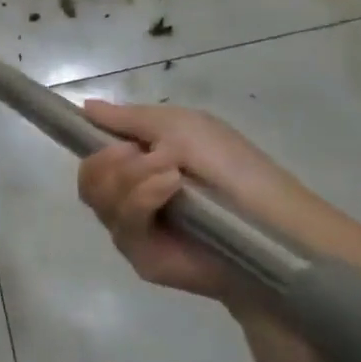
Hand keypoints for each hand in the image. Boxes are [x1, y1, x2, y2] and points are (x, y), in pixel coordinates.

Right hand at [75, 101, 309, 303]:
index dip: (87, 140)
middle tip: (136, 152)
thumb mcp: (182, 126)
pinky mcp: (139, 254)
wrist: (275, 223)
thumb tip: (85, 107)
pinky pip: (119, 223)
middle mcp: (129, 196)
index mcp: (139, 166)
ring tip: (170, 173)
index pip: (94, 154)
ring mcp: (132, 227)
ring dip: (129, 176)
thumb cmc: (233, 167)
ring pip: (97, 197)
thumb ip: (130, 118)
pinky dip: (141, 198)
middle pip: (88, 177)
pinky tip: (169, 187)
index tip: (86, 128)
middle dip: (107, 160)